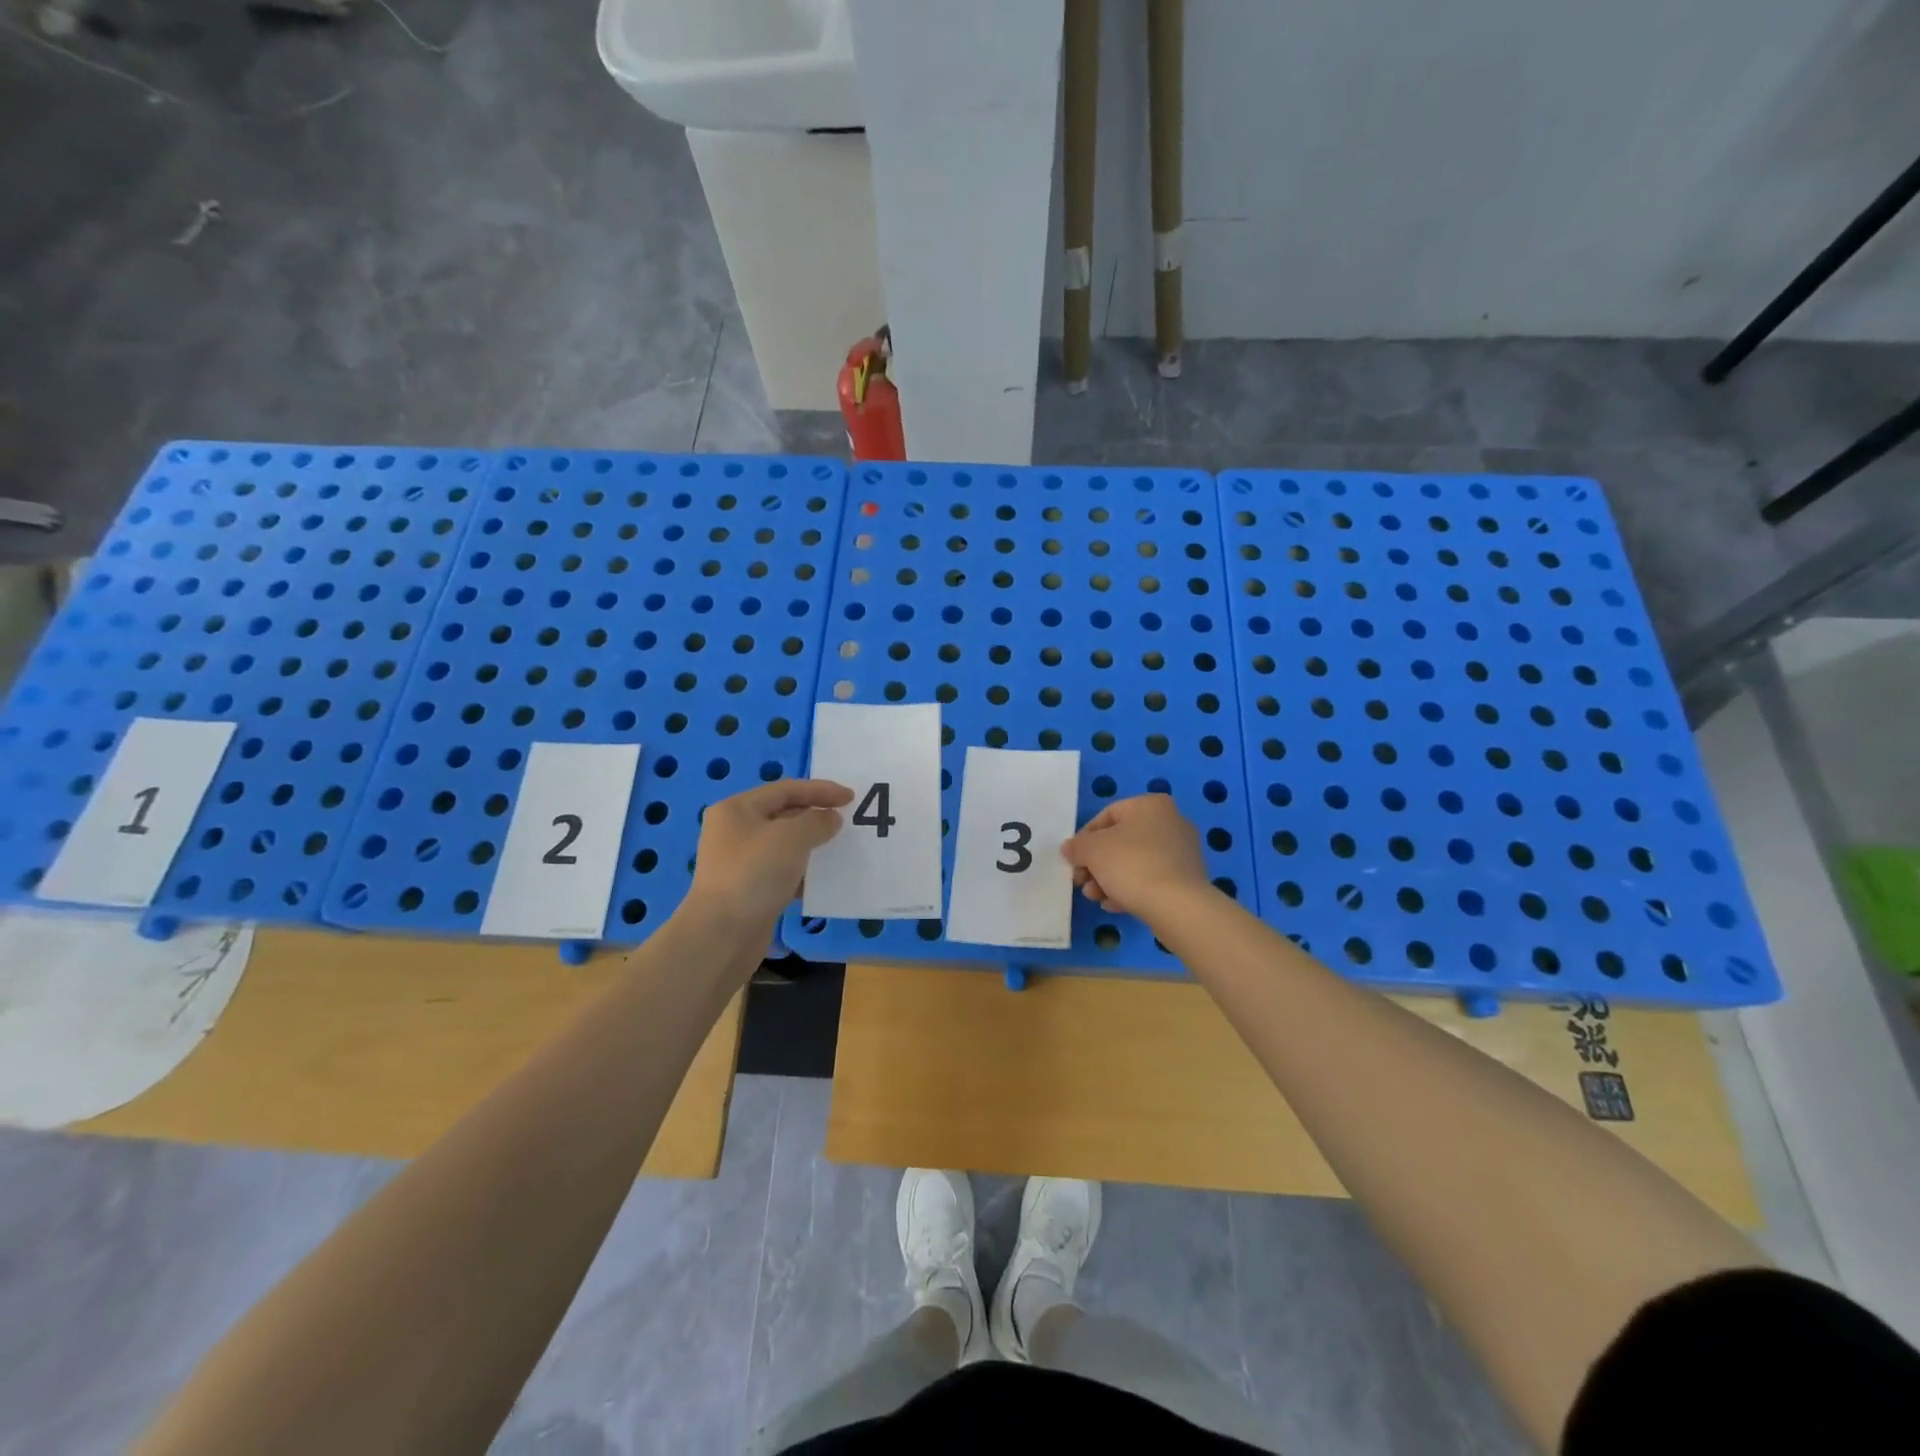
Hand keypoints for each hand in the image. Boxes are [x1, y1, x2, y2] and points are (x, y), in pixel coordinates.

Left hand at [688, 779, 852, 923]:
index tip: (851, 797)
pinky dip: (803, 872)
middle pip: (783, 814)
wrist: (722, 935)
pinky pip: (782, 872)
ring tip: (840, 848)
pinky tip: (824, 879)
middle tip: (847, 822)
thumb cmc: (755, 874)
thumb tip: (830, 819)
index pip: (785, 789)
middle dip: (816, 816)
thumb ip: (817, 821)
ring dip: (812, 845)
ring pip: (784, 845)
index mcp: (737, 809)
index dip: (820, 790)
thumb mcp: (791, 837)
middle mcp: (734, 831)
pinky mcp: (749, 890)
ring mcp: (740, 862)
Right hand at [1062, 793, 1212, 918]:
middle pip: (1121, 841)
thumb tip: (1069, 849)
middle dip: (1096, 863)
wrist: (1178, 906)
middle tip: (1081, 881)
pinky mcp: (1187, 879)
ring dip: (1109, 878)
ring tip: (1095, 896)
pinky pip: (1151, 879)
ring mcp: (1182, 852)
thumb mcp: (1092, 851)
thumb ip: (1076, 846)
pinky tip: (1114, 905)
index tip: (1073, 859)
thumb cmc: (1132, 865)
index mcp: (1151, 805)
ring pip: (1135, 862)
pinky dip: (1130, 889)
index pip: (1107, 815)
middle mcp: (1171, 822)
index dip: (1084, 838)